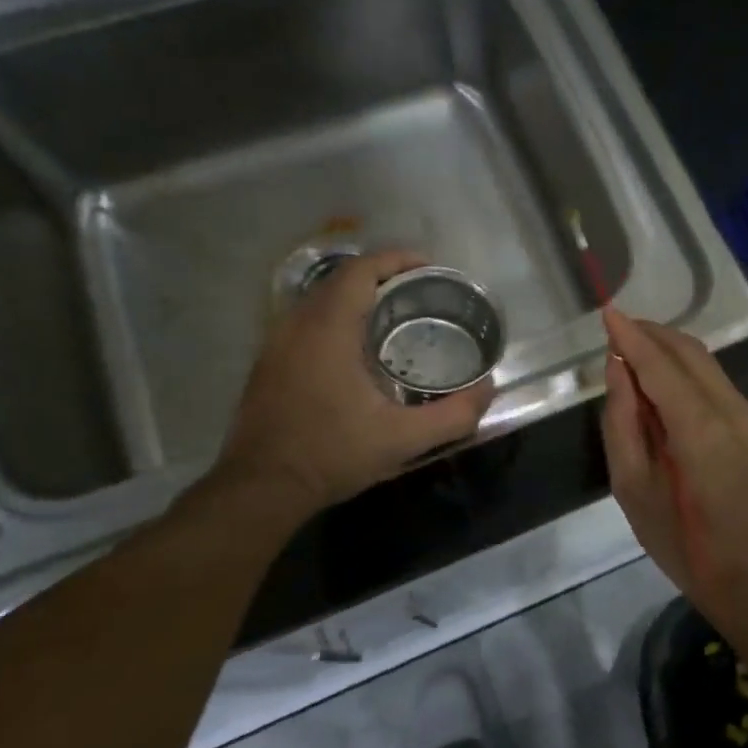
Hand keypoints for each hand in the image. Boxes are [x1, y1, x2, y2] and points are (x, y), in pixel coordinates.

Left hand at [211, 250, 493, 513]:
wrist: (260, 488)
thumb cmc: (331, 455)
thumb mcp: (402, 440)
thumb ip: (454, 415)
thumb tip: (487, 389)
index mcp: (328, 329)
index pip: (361, 269)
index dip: (397, 259)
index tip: (430, 268)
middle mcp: (297, 324)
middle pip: (342, 278)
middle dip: (383, 276)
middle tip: (422, 294)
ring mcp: (276, 342)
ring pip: (321, 299)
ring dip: (359, 297)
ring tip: (397, 317)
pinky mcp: (269, 362)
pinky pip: (308, 320)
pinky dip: (338, 318)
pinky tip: (359, 350)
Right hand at [600, 307, 747, 617]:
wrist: (746, 573)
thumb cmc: (679, 540)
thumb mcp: (632, 486)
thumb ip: (622, 422)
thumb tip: (617, 369)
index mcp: (698, 428)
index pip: (659, 365)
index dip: (631, 336)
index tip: (606, 312)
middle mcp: (728, 409)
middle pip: (687, 351)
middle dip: (649, 333)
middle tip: (614, 330)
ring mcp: (744, 414)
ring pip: (703, 360)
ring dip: (666, 347)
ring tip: (629, 349)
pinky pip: (711, 378)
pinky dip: (681, 366)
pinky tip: (657, 379)